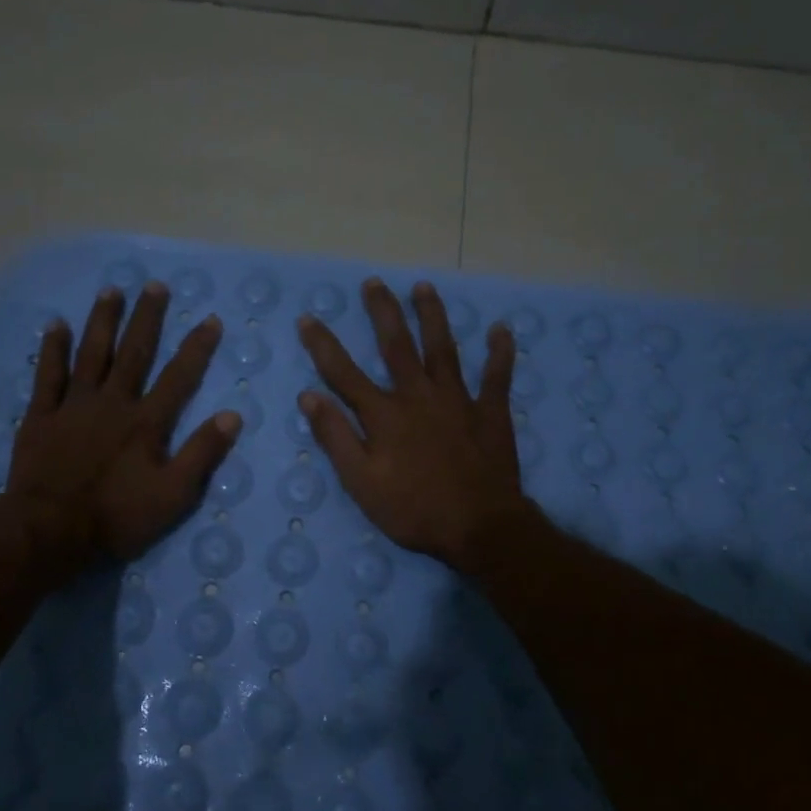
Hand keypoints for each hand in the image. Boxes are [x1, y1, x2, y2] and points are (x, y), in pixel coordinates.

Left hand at [2, 282, 239, 578]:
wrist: (49, 531)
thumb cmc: (116, 517)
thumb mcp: (173, 495)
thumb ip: (202, 454)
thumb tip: (232, 415)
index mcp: (146, 422)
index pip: (179, 377)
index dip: (196, 347)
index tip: (210, 319)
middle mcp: (113, 403)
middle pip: (134, 353)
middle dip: (147, 318)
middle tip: (155, 285)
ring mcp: (74, 406)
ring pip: (91, 354)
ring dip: (102, 321)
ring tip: (111, 290)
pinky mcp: (42, 416)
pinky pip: (48, 375)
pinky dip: (52, 349)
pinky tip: (56, 325)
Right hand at [297, 278, 530, 573]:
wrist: (479, 527)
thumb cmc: (414, 510)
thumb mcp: (362, 483)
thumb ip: (336, 438)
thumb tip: (309, 396)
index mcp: (384, 415)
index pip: (344, 373)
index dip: (323, 345)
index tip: (308, 318)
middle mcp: (418, 396)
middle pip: (397, 346)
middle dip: (383, 312)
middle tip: (374, 283)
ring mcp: (458, 400)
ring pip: (443, 348)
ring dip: (433, 316)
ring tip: (424, 287)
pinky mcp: (490, 412)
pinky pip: (497, 376)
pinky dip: (500, 352)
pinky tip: (502, 329)